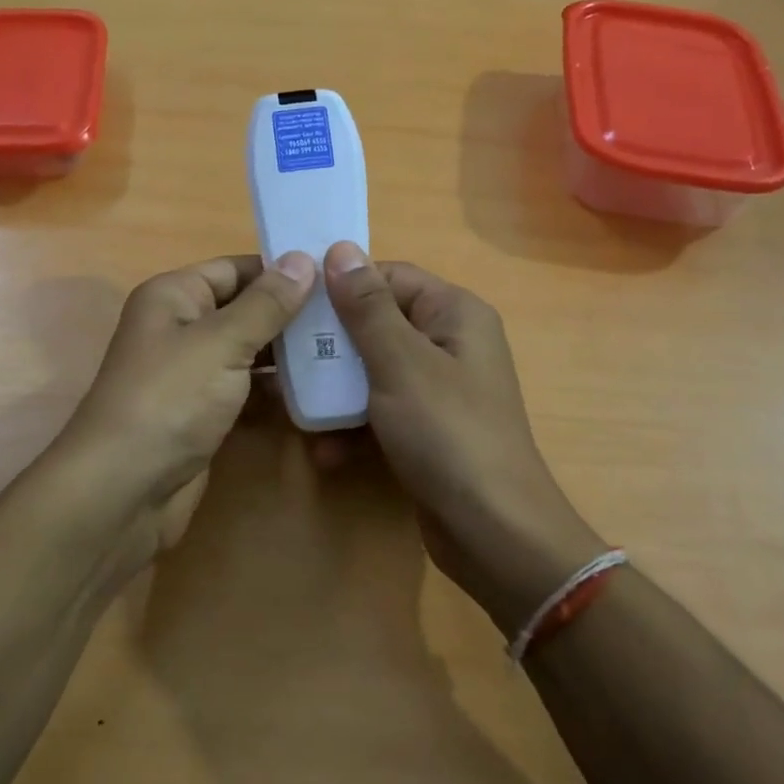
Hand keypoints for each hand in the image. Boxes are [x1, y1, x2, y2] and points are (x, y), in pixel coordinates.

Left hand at [50, 251, 316, 568]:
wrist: (126, 488)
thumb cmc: (171, 398)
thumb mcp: (222, 342)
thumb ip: (266, 303)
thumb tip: (303, 258)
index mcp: (174, 296)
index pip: (235, 268)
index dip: (281, 269)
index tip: (335, 274)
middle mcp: (180, 327)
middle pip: (244, 308)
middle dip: (291, 313)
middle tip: (348, 316)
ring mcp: (191, 372)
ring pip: (248, 350)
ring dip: (288, 352)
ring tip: (343, 348)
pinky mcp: (202, 410)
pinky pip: (245, 387)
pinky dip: (274, 387)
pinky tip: (316, 389)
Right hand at [322, 242, 607, 634]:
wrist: (494, 533)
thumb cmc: (447, 433)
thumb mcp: (400, 363)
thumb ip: (367, 307)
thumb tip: (341, 249)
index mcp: (454, 314)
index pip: (390, 277)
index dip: (344, 286)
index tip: (296, 303)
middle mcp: (450, 343)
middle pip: (378, 324)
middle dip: (333, 345)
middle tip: (289, 358)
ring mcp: (439, 389)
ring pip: (373, 370)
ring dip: (337, 391)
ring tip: (300, 409)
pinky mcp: (427, 429)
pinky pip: (382, 411)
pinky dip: (355, 426)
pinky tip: (326, 451)